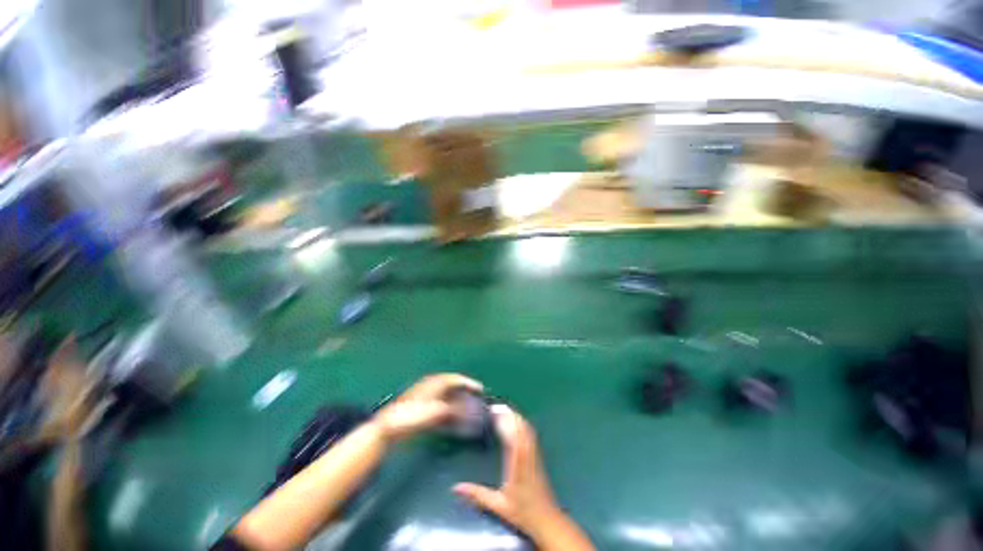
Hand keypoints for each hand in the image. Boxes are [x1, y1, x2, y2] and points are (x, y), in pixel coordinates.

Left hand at [370, 373, 482, 442]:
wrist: (388, 428)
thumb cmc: (412, 417)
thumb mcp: (436, 412)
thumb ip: (453, 409)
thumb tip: (467, 409)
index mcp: (435, 383)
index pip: (456, 379)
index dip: (469, 383)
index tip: (480, 389)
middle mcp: (431, 387)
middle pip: (452, 386)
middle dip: (465, 391)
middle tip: (476, 398)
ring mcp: (425, 397)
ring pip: (446, 396)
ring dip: (458, 401)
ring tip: (467, 409)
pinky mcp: (421, 408)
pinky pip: (440, 405)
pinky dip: (449, 409)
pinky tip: (452, 419)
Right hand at [453, 407, 593, 549]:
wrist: (547, 519)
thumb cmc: (523, 512)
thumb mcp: (498, 505)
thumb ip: (477, 495)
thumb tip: (455, 488)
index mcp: (518, 462)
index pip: (512, 434)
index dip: (503, 420)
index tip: (492, 411)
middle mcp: (527, 453)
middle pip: (520, 426)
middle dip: (508, 414)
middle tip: (494, 406)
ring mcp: (534, 453)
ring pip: (526, 428)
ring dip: (515, 416)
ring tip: (502, 409)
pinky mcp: (537, 455)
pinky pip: (530, 433)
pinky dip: (522, 423)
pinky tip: (516, 421)